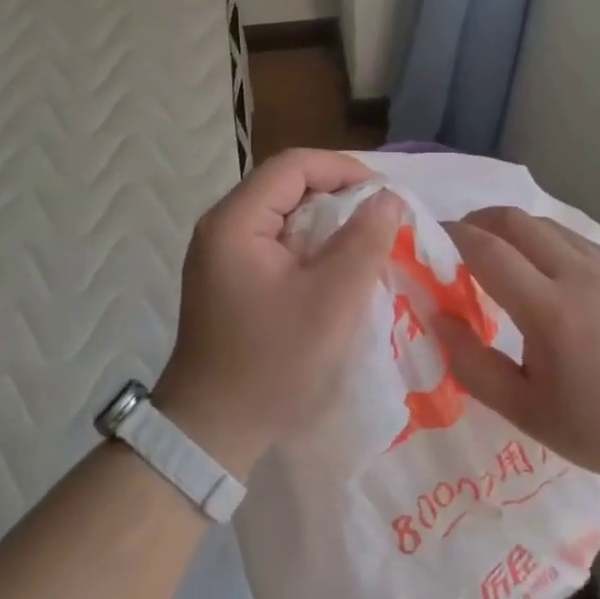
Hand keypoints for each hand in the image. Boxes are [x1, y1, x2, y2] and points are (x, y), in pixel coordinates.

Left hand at [156, 149, 403, 477]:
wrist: (211, 433)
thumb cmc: (273, 363)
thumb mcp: (332, 302)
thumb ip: (364, 242)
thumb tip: (387, 197)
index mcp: (236, 221)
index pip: (293, 165)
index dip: (343, 169)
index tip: (384, 194)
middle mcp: (222, 227)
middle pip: (286, 185)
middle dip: (337, 194)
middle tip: (380, 218)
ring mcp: (222, 254)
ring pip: (283, 214)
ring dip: (326, 221)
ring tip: (366, 240)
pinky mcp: (229, 278)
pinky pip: (276, 243)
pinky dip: (310, 245)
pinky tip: (336, 268)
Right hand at [427, 207, 599, 498]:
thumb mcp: (525, 412)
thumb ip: (473, 363)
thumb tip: (438, 316)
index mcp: (549, 310)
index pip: (488, 251)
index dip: (453, 236)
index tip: (430, 237)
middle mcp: (578, 274)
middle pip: (516, 220)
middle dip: (479, 220)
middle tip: (458, 241)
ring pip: (546, 224)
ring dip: (512, 228)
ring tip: (496, 253)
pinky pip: (574, 237)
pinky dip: (544, 238)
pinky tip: (542, 268)